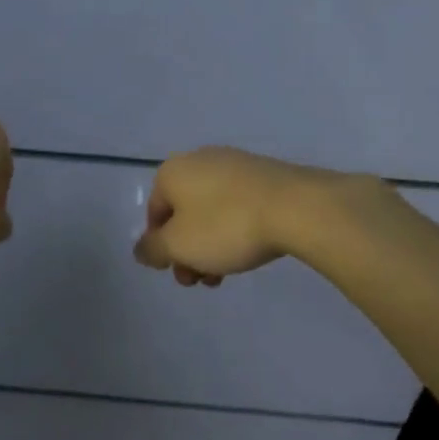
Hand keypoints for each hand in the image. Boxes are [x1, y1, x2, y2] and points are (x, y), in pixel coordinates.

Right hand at [132, 147, 332, 286]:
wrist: (297, 207)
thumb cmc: (226, 226)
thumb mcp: (179, 246)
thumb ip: (152, 249)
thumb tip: (141, 250)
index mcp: (171, 171)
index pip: (154, 213)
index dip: (161, 247)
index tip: (178, 272)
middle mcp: (198, 160)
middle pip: (183, 213)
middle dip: (188, 250)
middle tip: (201, 280)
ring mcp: (234, 164)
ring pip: (211, 211)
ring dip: (211, 244)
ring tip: (227, 273)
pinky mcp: (264, 173)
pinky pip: (238, 204)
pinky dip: (236, 228)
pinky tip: (250, 249)